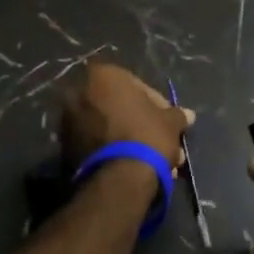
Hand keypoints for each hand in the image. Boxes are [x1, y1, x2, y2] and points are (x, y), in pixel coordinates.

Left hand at [57, 61, 192, 170]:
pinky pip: (97, 143)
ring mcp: (69, 120)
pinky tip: (135, 168)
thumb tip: (188, 115)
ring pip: (110, 128)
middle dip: (143, 126)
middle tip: (162, 143)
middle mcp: (79, 92)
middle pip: (120, 108)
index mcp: (103, 76)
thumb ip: (177, 115)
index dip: (157, 105)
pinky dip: (115, 152)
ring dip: (132, 141)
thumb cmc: (147, 136)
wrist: (118, 178)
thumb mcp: (170, 123)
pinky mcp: (65, 147)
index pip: (137, 86)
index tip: (168, 122)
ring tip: (155, 163)